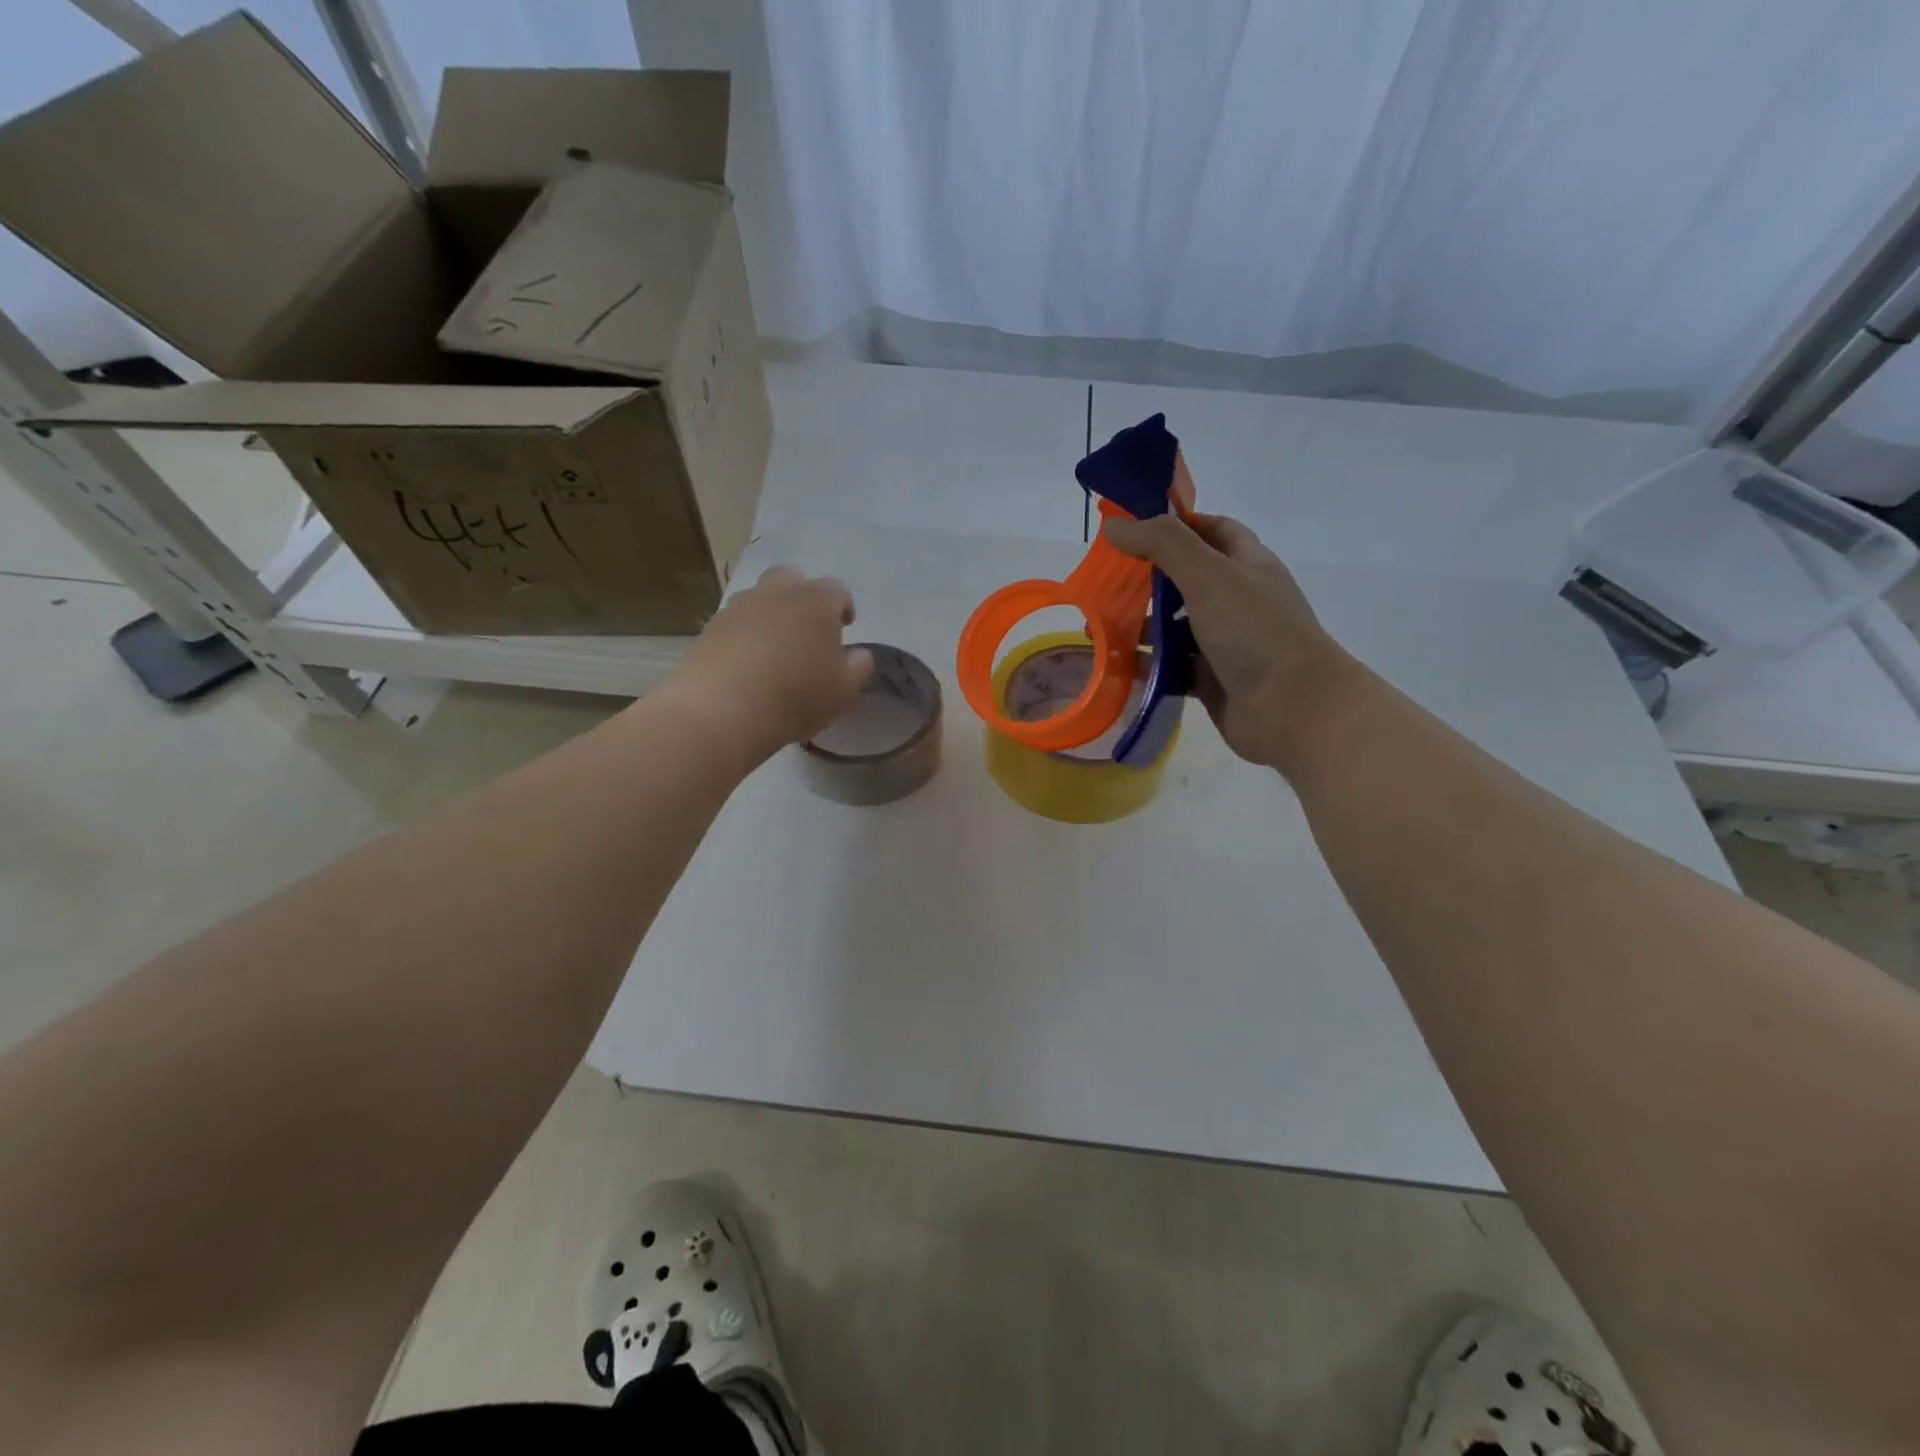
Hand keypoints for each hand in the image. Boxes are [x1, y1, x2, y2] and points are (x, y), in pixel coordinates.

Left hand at [656, 567, 874, 768]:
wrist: (724, 710)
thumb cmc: (797, 695)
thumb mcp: (845, 690)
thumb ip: (859, 666)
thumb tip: (858, 654)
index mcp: (817, 601)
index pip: (837, 590)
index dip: (843, 606)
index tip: (846, 626)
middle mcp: (777, 593)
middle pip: (792, 579)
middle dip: (802, 597)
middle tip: (808, 628)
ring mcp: (738, 607)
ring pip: (759, 598)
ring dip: (770, 614)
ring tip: (776, 648)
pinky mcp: (710, 628)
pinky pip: (735, 623)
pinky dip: (744, 635)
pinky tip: (748, 664)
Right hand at [1104, 512, 1349, 769]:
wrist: (1292, 708)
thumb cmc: (1254, 631)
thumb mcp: (1208, 574)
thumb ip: (1162, 544)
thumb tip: (1115, 525)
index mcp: (1247, 564)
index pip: (1213, 530)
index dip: (1177, 524)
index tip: (1133, 530)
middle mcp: (1238, 600)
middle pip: (1186, 581)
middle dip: (1146, 582)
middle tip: (1104, 585)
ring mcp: (1226, 643)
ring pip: (1176, 628)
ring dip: (1140, 628)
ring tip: (1098, 631)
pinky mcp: (1213, 681)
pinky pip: (1173, 668)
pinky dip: (1148, 666)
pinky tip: (1117, 666)